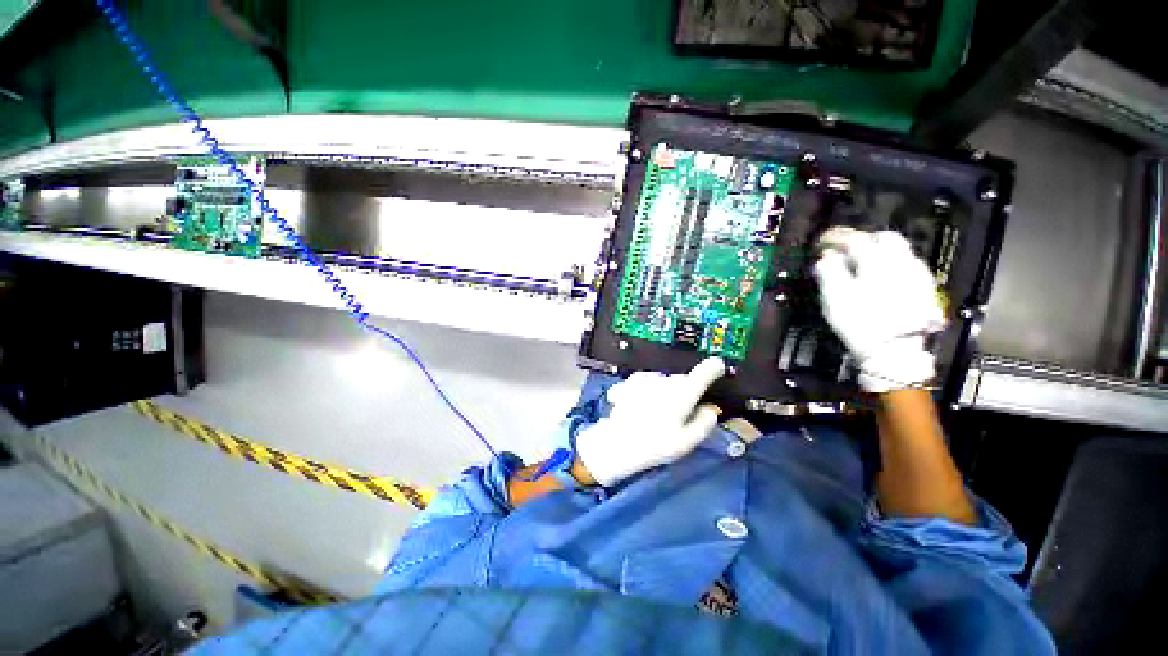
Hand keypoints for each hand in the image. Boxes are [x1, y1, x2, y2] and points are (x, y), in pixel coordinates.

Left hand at [575, 358, 724, 486]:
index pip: (703, 373)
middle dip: (685, 391)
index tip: (718, 365)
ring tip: (658, 413)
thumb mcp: (687, 441)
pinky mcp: (631, 381)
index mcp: (683, 393)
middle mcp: (666, 381)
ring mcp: (647, 379)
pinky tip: (644, 404)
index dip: (713, 368)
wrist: (617, 443)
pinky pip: (647, 381)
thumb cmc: (655, 444)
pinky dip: (650, 388)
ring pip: (664, 380)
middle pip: (683, 380)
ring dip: (666, 390)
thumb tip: (711, 410)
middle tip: (680, 412)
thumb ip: (704, 423)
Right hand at [813, 227, 945, 392]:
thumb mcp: (835, 297)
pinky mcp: (924, 288)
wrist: (895, 352)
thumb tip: (827, 256)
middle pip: (883, 237)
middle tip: (845, 250)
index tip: (822, 242)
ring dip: (878, 251)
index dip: (835, 237)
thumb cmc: (860, 323)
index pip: (854, 238)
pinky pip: (907, 265)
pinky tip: (882, 278)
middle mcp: (901, 262)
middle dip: (862, 239)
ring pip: (899, 250)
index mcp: (876, 262)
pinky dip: (891, 265)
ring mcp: (917, 274)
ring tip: (861, 264)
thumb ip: (829, 271)